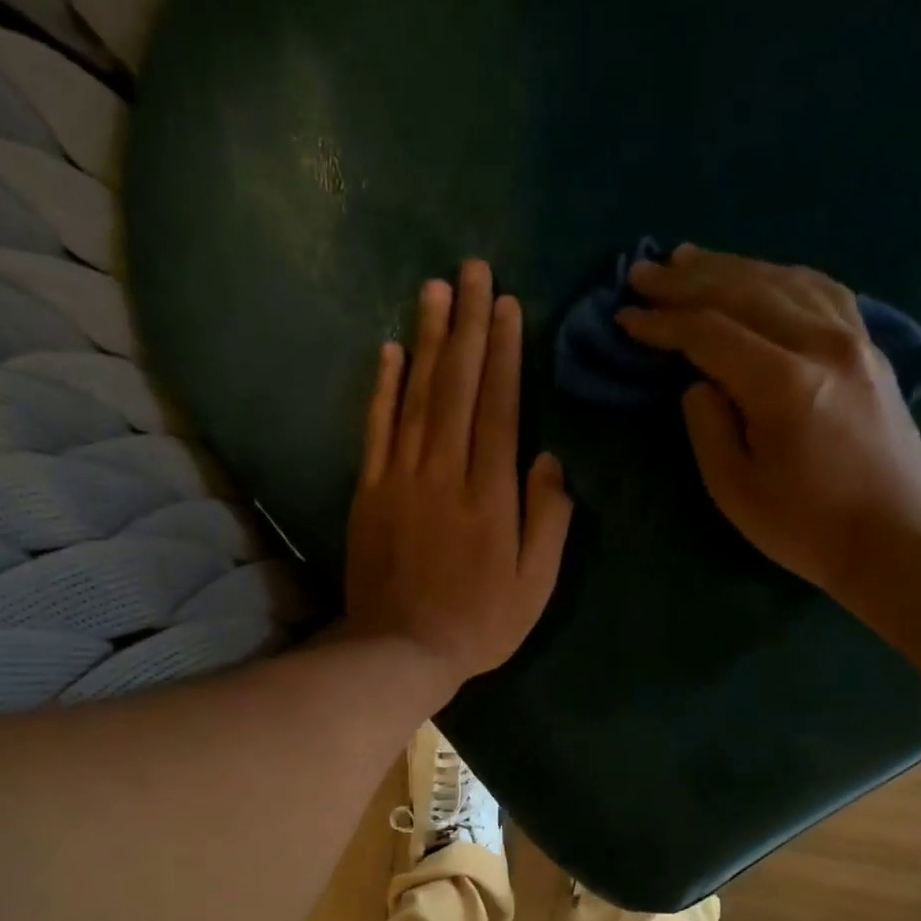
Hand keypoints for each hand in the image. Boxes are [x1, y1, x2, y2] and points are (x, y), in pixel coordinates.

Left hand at [344, 259, 573, 694]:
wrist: (400, 651)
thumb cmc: (479, 624)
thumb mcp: (535, 586)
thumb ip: (548, 521)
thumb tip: (551, 459)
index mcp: (491, 496)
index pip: (499, 409)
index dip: (504, 354)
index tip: (507, 305)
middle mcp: (445, 474)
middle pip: (457, 388)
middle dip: (468, 326)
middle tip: (472, 269)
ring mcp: (401, 480)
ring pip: (416, 397)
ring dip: (427, 339)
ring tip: (435, 288)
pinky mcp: (369, 492)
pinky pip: (376, 429)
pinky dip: (382, 388)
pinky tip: (389, 350)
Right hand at [619, 245, 920, 604]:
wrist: (896, 535)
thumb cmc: (807, 526)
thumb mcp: (736, 491)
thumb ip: (708, 427)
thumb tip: (699, 383)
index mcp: (784, 384)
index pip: (710, 333)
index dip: (663, 323)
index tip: (625, 317)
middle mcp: (822, 343)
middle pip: (745, 292)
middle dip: (687, 281)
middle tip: (642, 272)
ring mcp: (854, 338)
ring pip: (783, 280)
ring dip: (730, 267)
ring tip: (688, 259)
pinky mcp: (870, 346)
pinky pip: (820, 290)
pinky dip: (780, 275)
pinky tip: (758, 274)